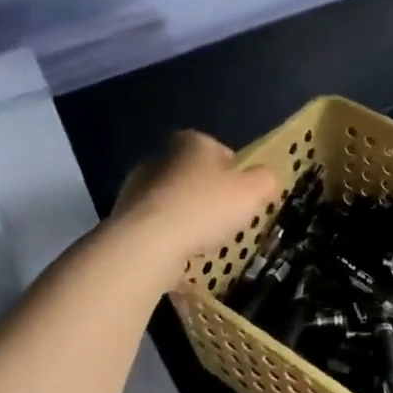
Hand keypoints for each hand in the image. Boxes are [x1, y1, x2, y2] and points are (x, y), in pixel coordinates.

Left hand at [112, 132, 281, 289]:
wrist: (148, 242)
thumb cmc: (205, 207)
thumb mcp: (253, 191)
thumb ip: (266, 180)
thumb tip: (266, 180)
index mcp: (191, 140)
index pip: (223, 153)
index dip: (237, 177)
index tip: (244, 200)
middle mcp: (161, 155)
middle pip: (197, 176)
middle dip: (211, 196)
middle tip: (227, 222)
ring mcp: (138, 185)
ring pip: (176, 200)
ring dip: (190, 217)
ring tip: (203, 242)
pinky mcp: (125, 214)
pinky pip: (159, 223)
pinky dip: (171, 234)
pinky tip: (180, 251)